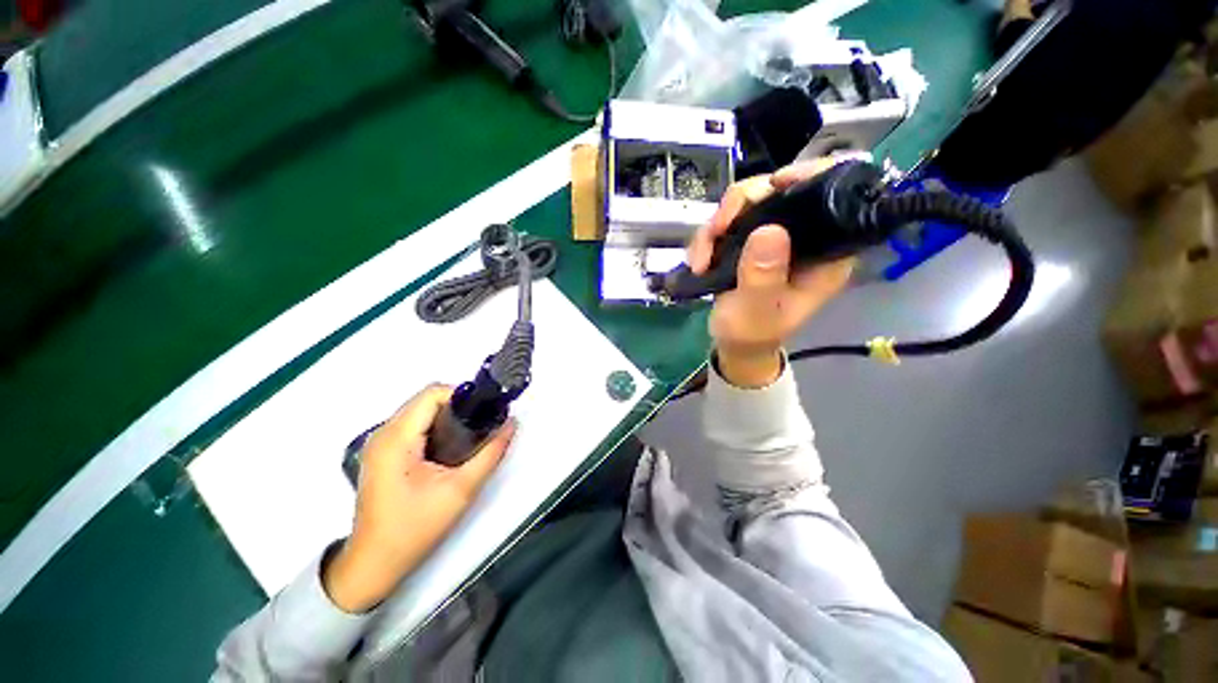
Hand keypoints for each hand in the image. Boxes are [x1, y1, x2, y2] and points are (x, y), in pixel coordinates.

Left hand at [323, 385, 514, 612]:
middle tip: (482, 427)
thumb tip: (511, 424)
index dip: (463, 396)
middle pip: (426, 399)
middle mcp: (383, 433)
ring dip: (448, 417)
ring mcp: (379, 443)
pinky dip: (436, 427)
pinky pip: (413, 425)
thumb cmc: (414, 529)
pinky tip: (450, 448)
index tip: (484, 413)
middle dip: (459, 406)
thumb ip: (491, 453)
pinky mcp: (382, 453)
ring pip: (420, 410)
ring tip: (470, 437)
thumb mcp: (461, 490)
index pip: (433, 393)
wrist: (373, 564)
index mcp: (396, 438)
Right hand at [687, 158, 856, 387]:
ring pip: (748, 201)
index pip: (834, 196)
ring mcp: (773, 236)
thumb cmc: (753, 333)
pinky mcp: (749, 239)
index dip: (810, 176)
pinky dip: (708, 236)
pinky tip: (698, 261)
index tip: (775, 183)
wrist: (734, 343)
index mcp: (825, 252)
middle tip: (718, 231)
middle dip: (743, 204)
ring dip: (717, 224)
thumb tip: (769, 230)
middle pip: (780, 189)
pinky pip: (728, 219)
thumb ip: (763, 277)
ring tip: (701, 259)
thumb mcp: (757, 312)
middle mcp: (803, 236)